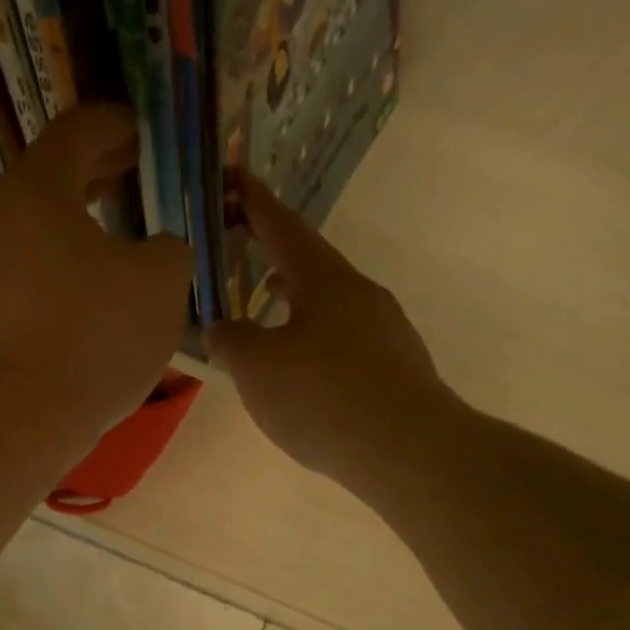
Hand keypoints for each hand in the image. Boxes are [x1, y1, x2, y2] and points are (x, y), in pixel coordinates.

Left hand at [0, 105, 192, 442]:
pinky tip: (75, 305)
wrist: (7, 420)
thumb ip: (169, 250)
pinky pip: (14, 281)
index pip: (76, 130)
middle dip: (92, 175)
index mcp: (35, 191)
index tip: (140, 131)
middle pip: (45, 181)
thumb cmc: (89, 338)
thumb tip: (155, 250)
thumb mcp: (161, 286)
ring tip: (107, 245)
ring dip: (68, 231)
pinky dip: (48, 277)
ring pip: (27, 234)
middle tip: (129, 176)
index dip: (115, 124)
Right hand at [206, 172, 450, 488]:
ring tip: (264, 307)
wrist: (407, 450)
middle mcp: (361, 294)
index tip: (233, 178)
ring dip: (293, 299)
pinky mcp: (396, 367)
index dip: (253, 202)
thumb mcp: (256, 367)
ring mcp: (385, 331)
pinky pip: (343, 340)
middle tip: (239, 248)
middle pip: (310, 264)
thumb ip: (229, 339)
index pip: (282, 227)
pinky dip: (312, 338)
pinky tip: (300, 368)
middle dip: (272, 254)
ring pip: (328, 304)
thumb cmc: (322, 396)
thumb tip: (221, 329)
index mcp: (325, 280)